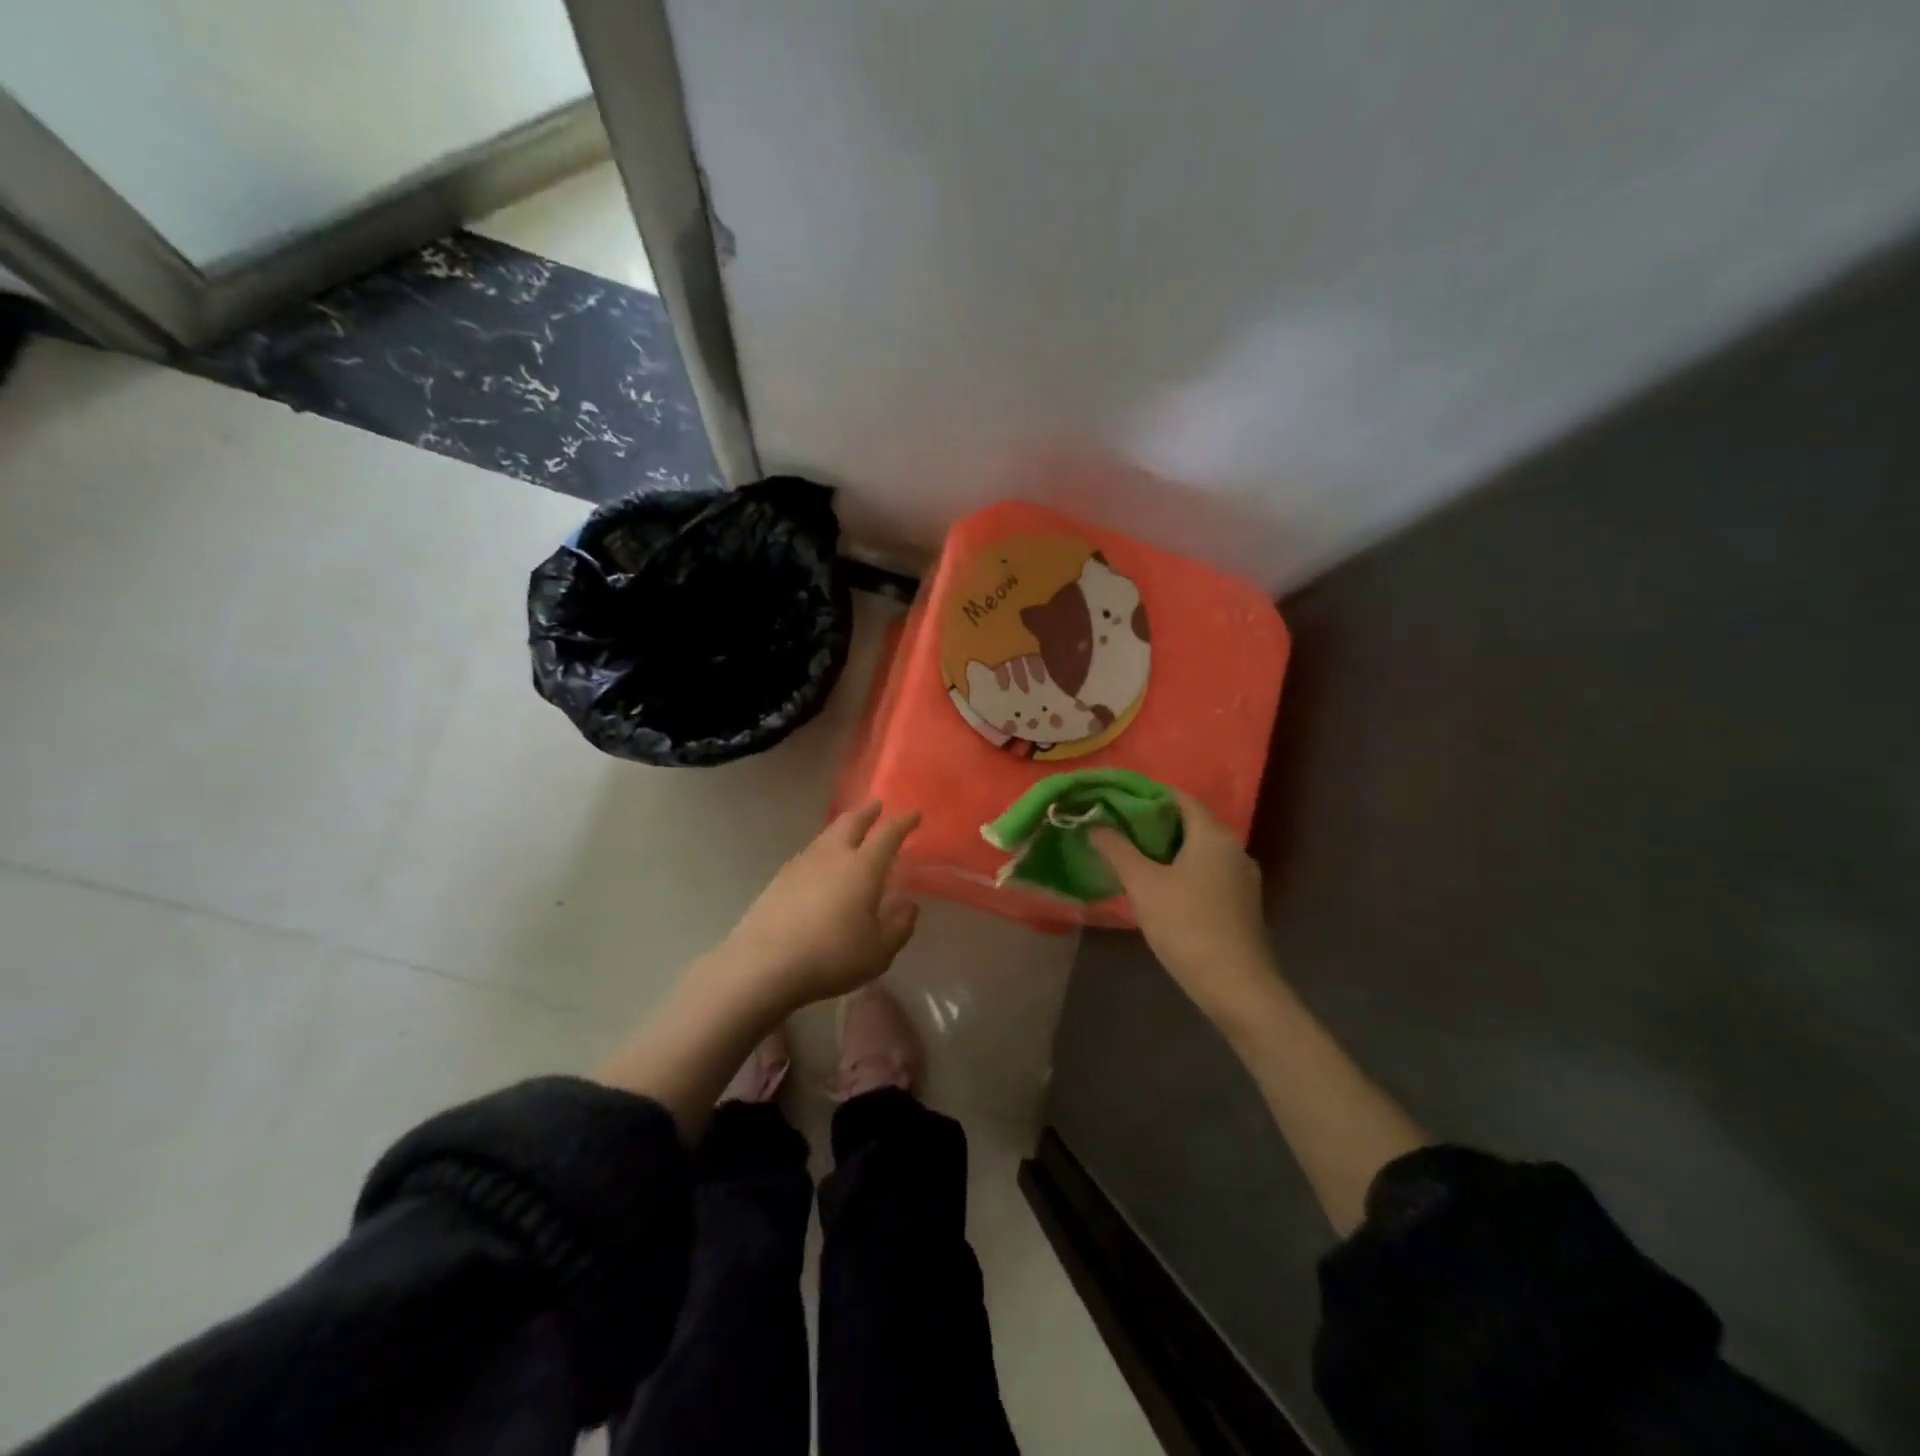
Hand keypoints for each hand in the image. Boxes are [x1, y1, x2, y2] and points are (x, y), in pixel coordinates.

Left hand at [720, 802, 921, 1014]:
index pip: (888, 834)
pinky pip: (809, 853)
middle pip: (851, 822)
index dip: (903, 822)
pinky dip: (823, 849)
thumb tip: (908, 904)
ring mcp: (802, 864)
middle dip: (867, 812)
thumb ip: (898, 925)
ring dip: (843, 828)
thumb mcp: (878, 951)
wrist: (763, 965)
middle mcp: (833, 856)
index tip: (914, 814)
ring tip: (850, 832)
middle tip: (877, 806)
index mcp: (863, 867)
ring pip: (826, 834)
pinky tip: (821, 865)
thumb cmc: (831, 956)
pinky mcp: (779, 879)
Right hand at [1090, 790, 1276, 1024]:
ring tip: (1132, 858)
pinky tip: (1160, 888)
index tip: (1116, 802)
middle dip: (1154, 823)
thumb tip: (1093, 823)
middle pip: (1190, 822)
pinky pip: (1208, 872)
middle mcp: (1234, 848)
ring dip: (1167, 849)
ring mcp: (1242, 877)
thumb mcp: (1143, 885)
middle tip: (1117, 830)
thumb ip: (1117, 850)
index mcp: (1213, 835)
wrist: (1237, 986)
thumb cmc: (1187, 925)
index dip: (1148, 795)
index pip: (1180, 797)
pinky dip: (1183, 870)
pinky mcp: (1241, 903)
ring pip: (1199, 850)